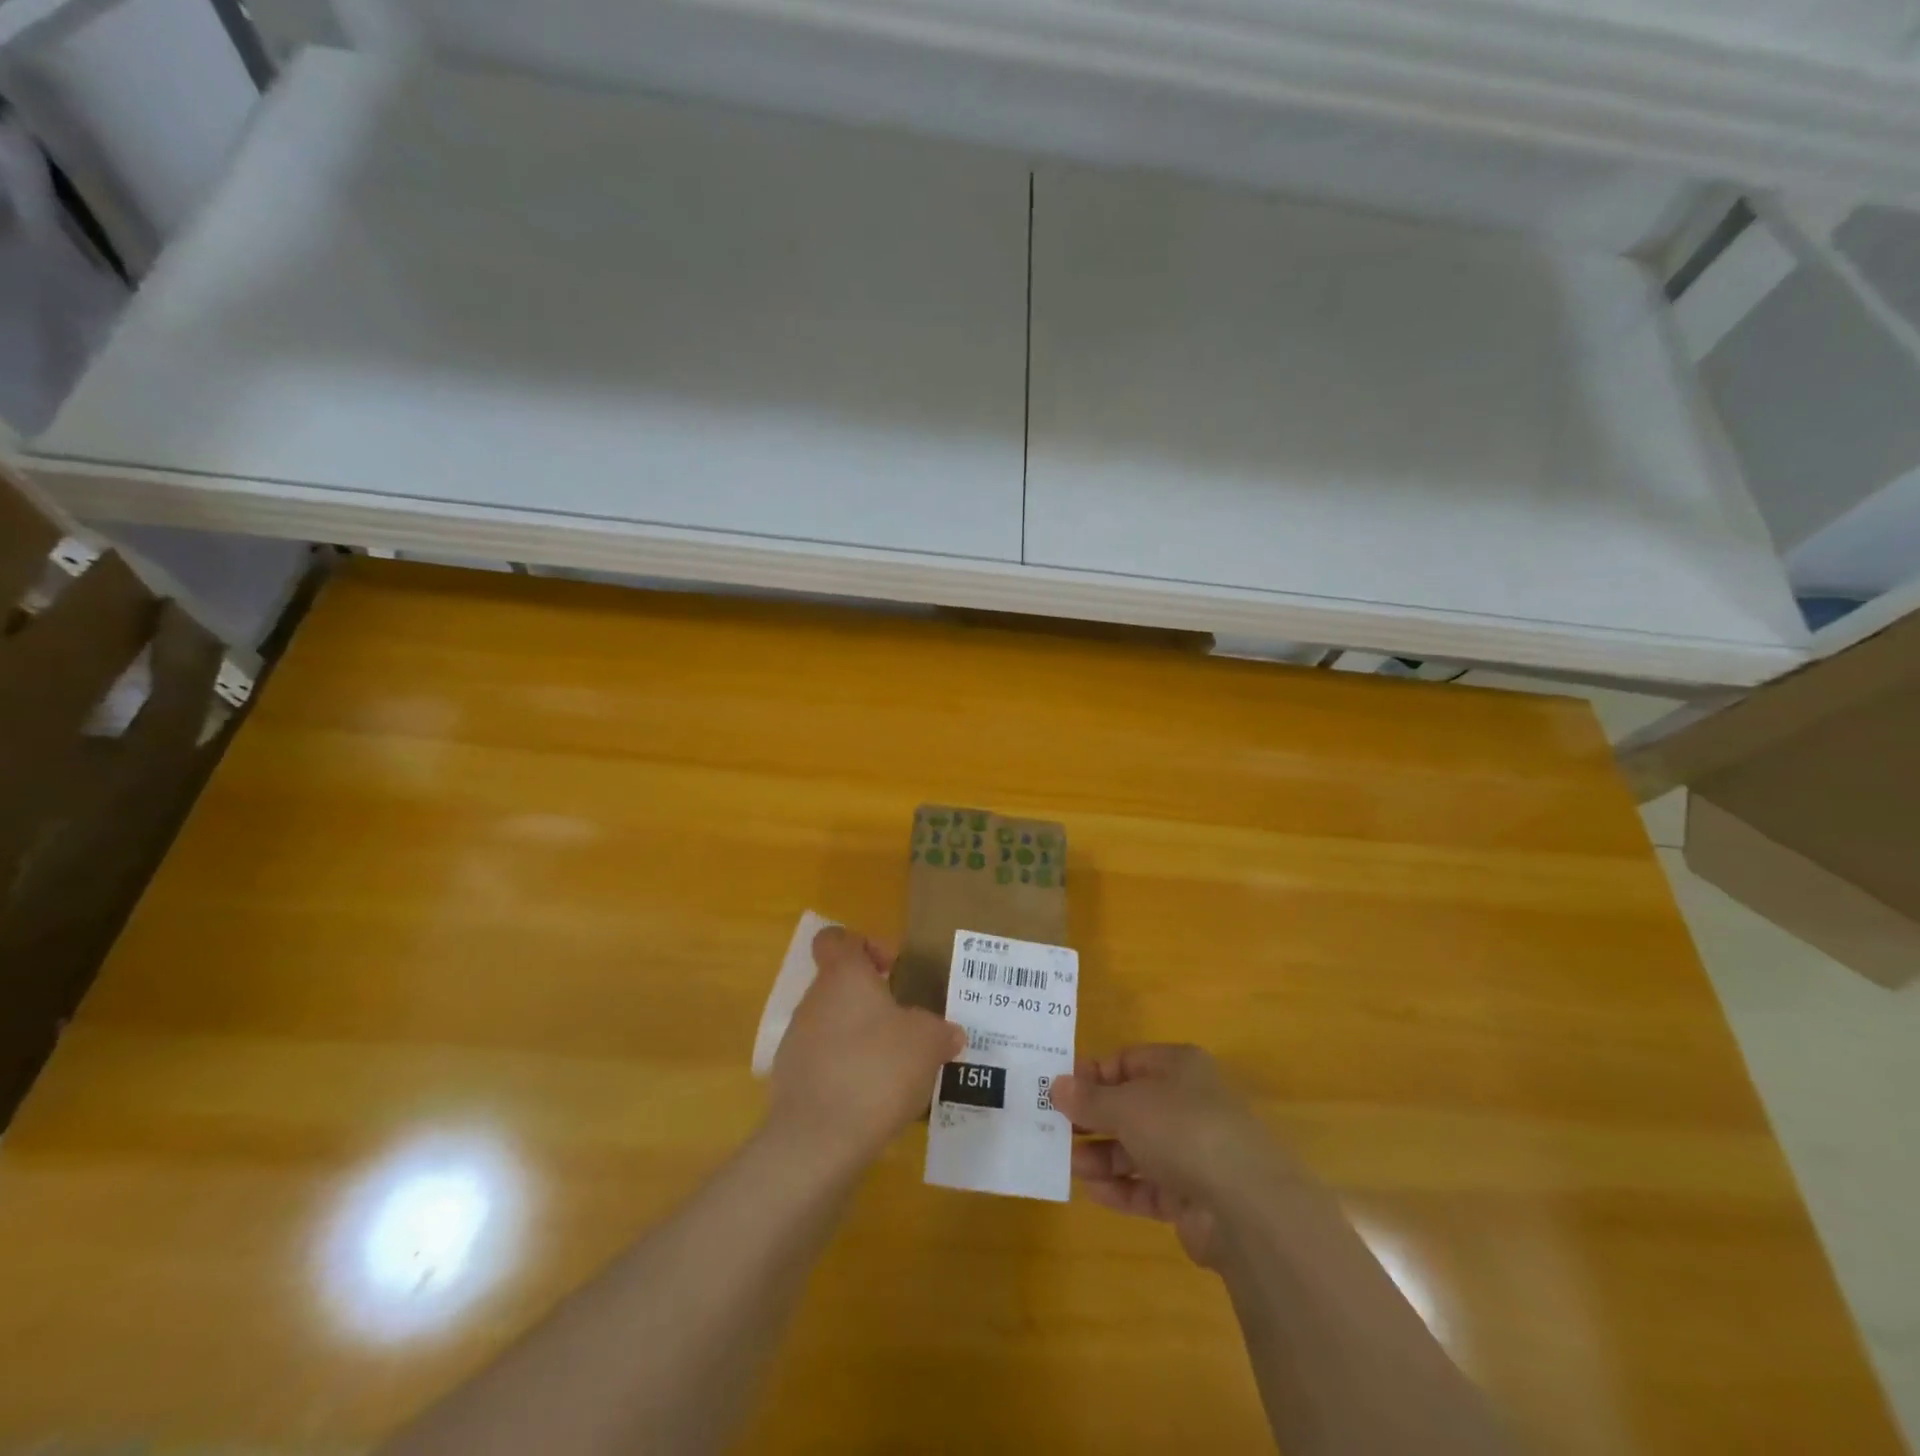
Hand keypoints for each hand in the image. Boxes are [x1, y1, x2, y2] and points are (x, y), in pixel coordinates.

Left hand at [767, 925, 965, 1167]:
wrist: (819, 1140)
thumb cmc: (878, 1069)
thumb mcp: (928, 1043)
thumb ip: (941, 1031)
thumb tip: (950, 1033)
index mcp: (843, 976)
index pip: (837, 939)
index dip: (864, 945)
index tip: (891, 969)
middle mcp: (814, 1000)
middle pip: (839, 984)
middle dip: (871, 1001)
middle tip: (905, 1025)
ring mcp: (797, 1041)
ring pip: (832, 1025)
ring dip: (859, 1038)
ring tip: (894, 1067)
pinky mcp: (790, 1082)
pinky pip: (823, 1063)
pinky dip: (845, 1072)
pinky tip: (871, 1098)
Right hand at [1052, 1044, 1286, 1267]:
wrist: (1246, 1206)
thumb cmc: (1182, 1129)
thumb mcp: (1126, 1105)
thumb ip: (1089, 1098)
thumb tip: (1056, 1085)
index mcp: (1179, 1067)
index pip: (1128, 1061)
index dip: (1092, 1074)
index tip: (1059, 1091)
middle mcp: (1189, 1103)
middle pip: (1132, 1105)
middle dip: (1094, 1118)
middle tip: (1056, 1129)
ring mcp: (1195, 1152)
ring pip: (1139, 1148)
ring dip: (1103, 1155)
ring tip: (1069, 1164)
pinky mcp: (1196, 1197)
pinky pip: (1150, 1186)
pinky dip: (1122, 1188)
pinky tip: (1093, 1192)